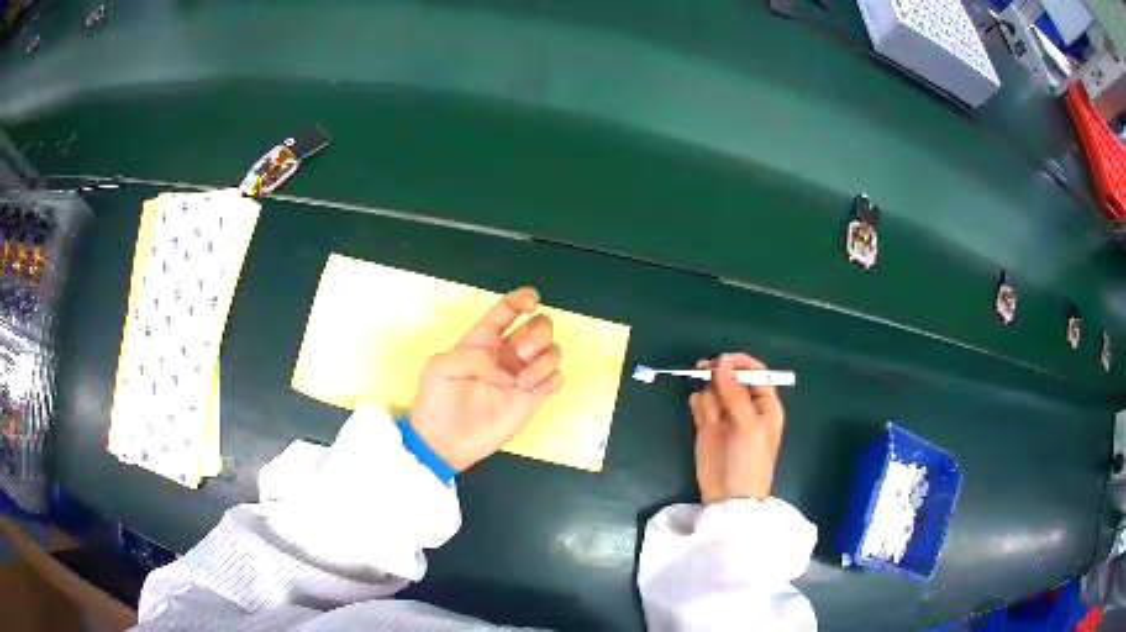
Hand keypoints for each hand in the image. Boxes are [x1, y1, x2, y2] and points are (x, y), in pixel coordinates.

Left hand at [410, 287, 564, 470]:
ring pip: (552, 350)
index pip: (508, 309)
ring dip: (545, 359)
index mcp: (483, 340)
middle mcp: (506, 354)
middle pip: (539, 326)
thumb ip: (469, 356)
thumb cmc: (436, 401)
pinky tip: (531, 391)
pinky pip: (556, 379)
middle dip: (538, 332)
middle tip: (521, 353)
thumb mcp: (438, 368)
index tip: (531, 302)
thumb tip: (500, 367)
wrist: (443, 442)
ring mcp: (521, 376)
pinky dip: (551, 379)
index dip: (522, 298)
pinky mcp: (532, 399)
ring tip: (522, 382)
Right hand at [689, 353, 784, 502]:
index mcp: (765, 404)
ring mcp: (725, 415)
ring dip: (710, 393)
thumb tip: (721, 363)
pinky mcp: (706, 426)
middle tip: (702, 370)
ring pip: (714, 388)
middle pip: (731, 377)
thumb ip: (735, 393)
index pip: (755, 372)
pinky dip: (699, 404)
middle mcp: (746, 406)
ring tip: (711, 414)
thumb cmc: (749, 460)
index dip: (740, 363)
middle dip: (719, 373)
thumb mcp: (749, 425)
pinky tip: (702, 417)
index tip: (721, 361)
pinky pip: (701, 403)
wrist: (730, 496)